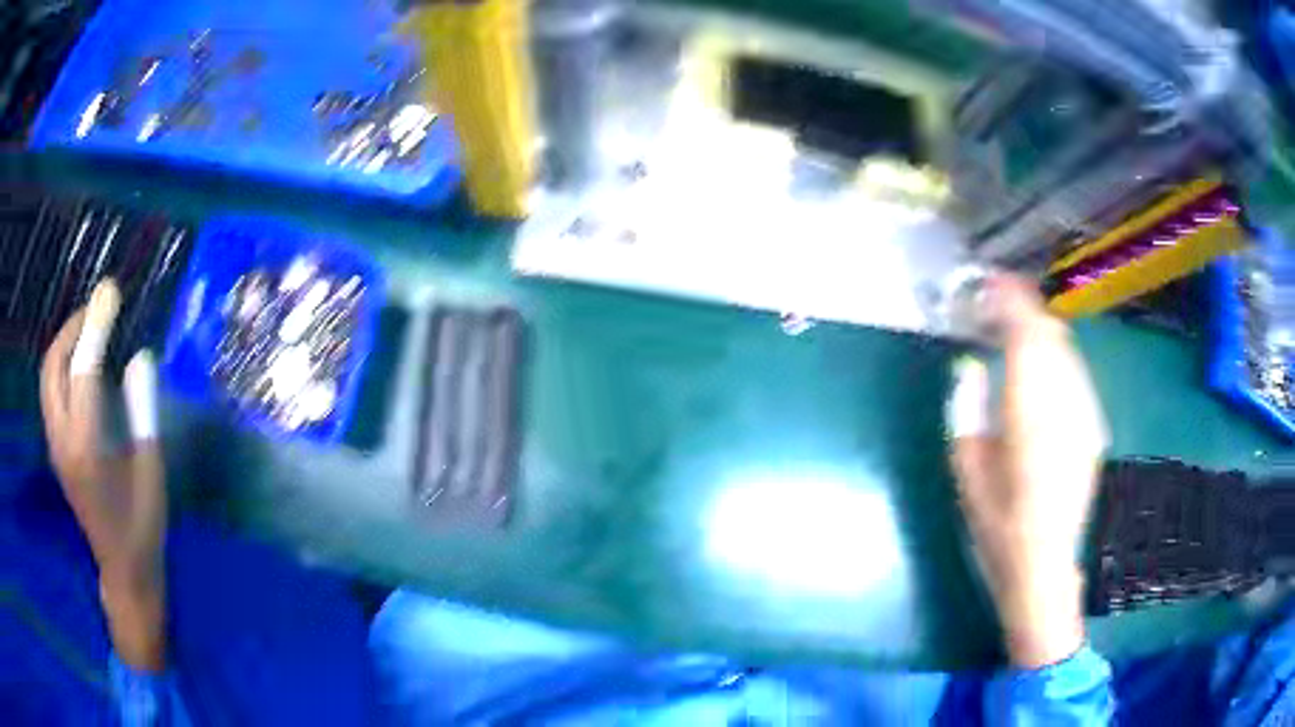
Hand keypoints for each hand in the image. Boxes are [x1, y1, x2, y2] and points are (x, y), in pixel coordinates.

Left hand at [40, 280, 165, 669]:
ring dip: (65, 344)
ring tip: (91, 329)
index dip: (96, 325)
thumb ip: (142, 411)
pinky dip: (63, 365)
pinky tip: (82, 363)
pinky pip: (51, 392)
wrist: (123, 570)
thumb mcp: (151, 470)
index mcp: (87, 449)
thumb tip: (140, 355)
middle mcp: (63, 442)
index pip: (84, 370)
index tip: (111, 291)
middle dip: (73, 328)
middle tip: (99, 309)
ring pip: (48, 377)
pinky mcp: (56, 450)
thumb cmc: (142, 525)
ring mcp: (55, 446)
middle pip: (53, 366)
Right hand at [949, 275, 1107, 667]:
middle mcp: (1065, 403)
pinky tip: (1041, 370)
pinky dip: (1056, 357)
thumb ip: (968, 409)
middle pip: (1051, 335)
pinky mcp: (1093, 426)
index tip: (989, 284)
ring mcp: (1084, 414)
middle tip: (998, 304)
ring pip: (1067, 351)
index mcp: (1030, 411)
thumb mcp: (966, 470)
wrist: (1044, 565)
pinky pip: (1075, 373)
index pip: (1026, 335)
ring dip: (1042, 331)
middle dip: (1025, 310)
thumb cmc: (997, 525)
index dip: (1009, 301)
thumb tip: (970, 367)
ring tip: (1016, 331)